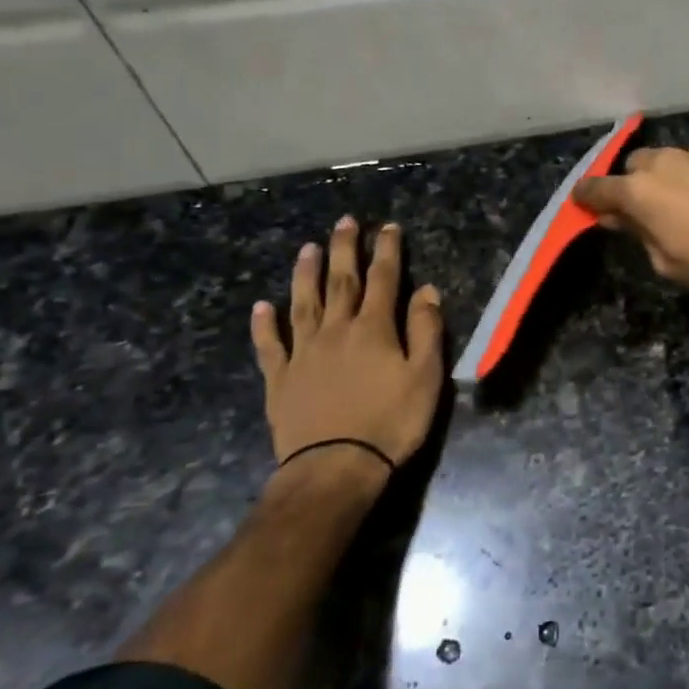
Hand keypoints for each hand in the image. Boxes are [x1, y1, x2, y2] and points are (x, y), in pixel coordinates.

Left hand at [250, 218, 443, 496]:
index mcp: (374, 329)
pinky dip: (265, 325)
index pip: (384, 279)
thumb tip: (427, 290)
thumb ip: (426, 330)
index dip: (387, 251)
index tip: (388, 227)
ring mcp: (303, 353)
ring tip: (308, 248)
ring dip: (305, 274)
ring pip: (303, 303)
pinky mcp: (280, 379)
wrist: (335, 467)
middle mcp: (336, 330)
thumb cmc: (391, 422)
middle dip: (345, 249)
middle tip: (345, 221)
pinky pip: (270, 345)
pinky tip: (261, 307)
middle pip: (341, 281)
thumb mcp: (425, 377)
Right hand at [572, 138, 688, 307]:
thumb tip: (619, 218)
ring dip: (684, 176)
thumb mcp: (670, 265)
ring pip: (682, 158)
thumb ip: (639, 235)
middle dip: (641, 184)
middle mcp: (668, 161)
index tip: (585, 201)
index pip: (598, 188)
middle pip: (639, 165)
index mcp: (642, 192)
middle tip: (658, 209)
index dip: (588, 196)